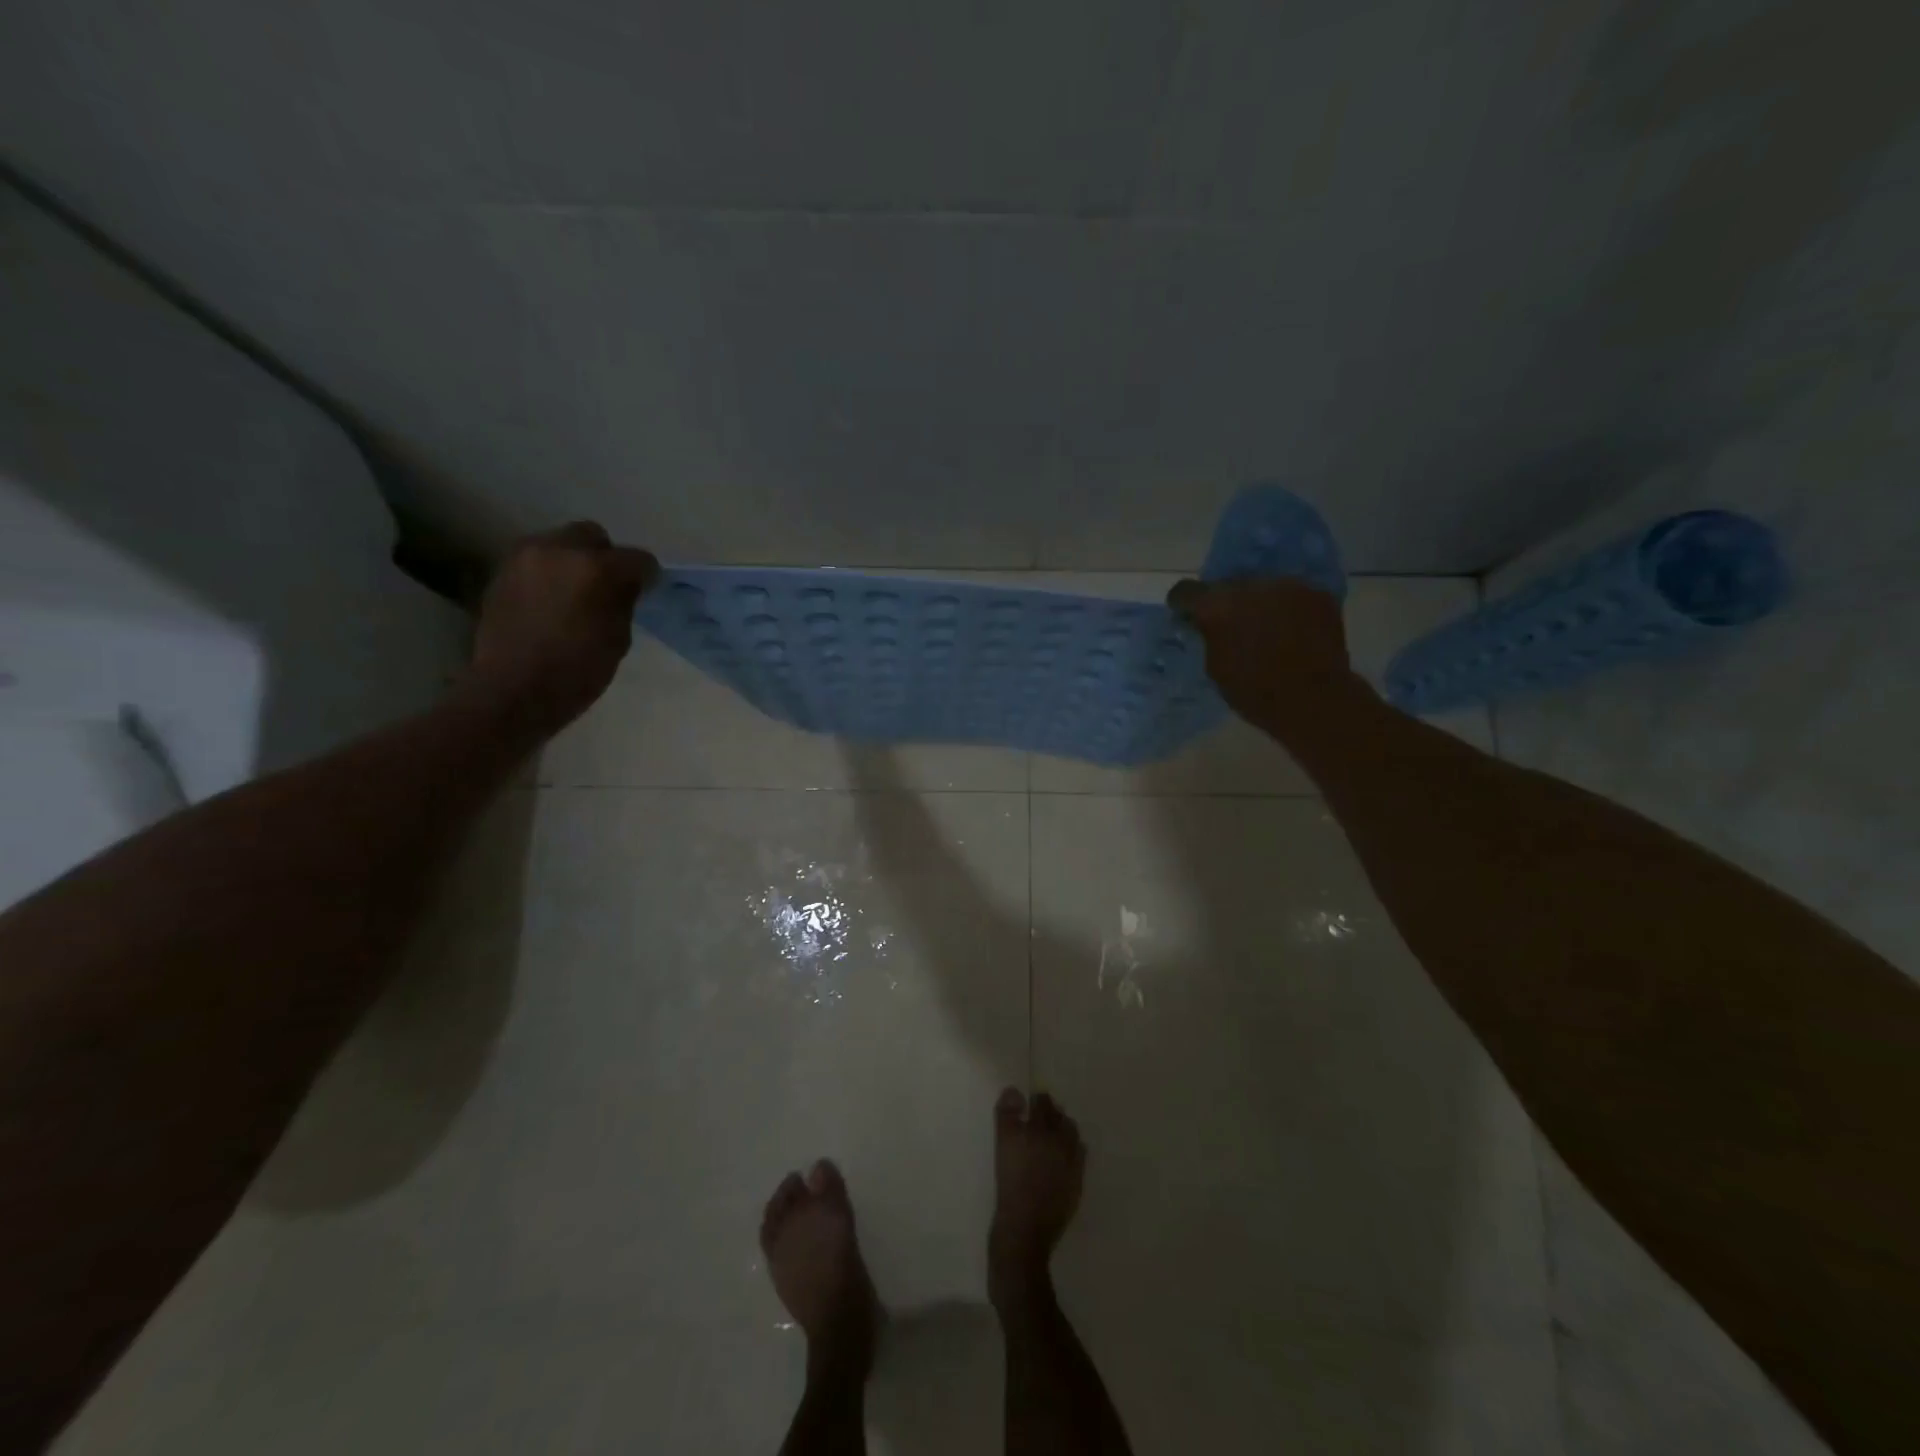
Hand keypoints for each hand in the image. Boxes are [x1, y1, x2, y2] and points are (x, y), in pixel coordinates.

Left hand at [465, 521, 658, 737]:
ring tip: (577, 593)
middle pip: (592, 535)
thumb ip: (623, 602)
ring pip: (559, 543)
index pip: (636, 558)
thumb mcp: (618, 639)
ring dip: (573, 561)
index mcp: (595, 568)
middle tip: (609, 586)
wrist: (512, 691)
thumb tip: (625, 586)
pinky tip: (551, 602)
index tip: (647, 590)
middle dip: (605, 556)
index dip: (646, 575)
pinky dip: (549, 574)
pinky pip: (536, 561)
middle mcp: (557, 550)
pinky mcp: (501, 573)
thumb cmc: (577, 671)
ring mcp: (523, 558)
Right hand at [989, 1088, 1084, 1305]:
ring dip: (1062, 1129)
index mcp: (1042, 1131)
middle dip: (1050, 1112)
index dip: (1036, 1100)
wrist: (1023, 1234)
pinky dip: (1071, 1150)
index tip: (1030, 1101)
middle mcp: (1062, 1143)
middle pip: (1059, 1117)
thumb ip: (1007, 1115)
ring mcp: (1073, 1164)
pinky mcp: (1077, 1183)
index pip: (1043, 1103)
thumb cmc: (1008, 1187)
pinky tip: (1061, 1157)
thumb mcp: (1002, 1146)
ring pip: (1071, 1135)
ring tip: (1050, 1134)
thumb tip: (1014, 1091)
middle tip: (1038, 1115)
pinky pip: (1078, 1156)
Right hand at [1166, 577, 1354, 726]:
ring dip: (1257, 602)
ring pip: (1261, 586)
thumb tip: (1209, 626)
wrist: (1315, 701)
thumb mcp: (1215, 667)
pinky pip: (1290, 593)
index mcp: (1217, 606)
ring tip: (1264, 627)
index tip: (1187, 616)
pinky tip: (1290, 629)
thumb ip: (1209, 637)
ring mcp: (1287, 585)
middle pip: (1227, 584)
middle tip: (1230, 625)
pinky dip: (1285, 607)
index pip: (1186, 591)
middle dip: (1225, 602)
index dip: (1183, 604)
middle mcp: (1250, 585)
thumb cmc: (1255, 692)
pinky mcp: (1316, 592)